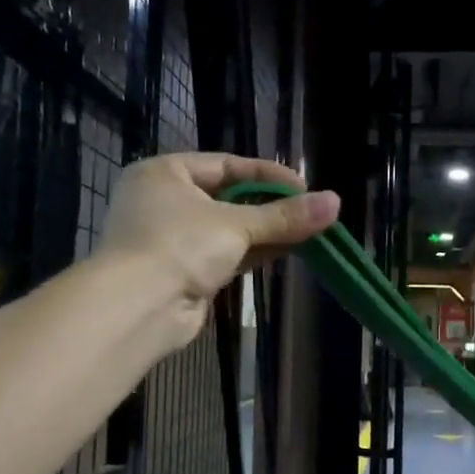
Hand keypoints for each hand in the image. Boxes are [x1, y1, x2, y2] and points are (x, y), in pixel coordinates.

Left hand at [100, 153, 338, 347]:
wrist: (138, 308)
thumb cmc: (180, 246)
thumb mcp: (236, 225)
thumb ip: (285, 216)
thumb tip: (336, 203)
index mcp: (164, 173)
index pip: (226, 165)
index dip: (267, 174)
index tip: (305, 187)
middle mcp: (163, 202)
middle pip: (228, 197)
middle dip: (270, 206)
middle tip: (310, 211)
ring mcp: (171, 239)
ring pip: (228, 229)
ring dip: (266, 231)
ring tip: (309, 231)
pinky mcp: (183, 272)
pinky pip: (224, 255)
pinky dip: (253, 253)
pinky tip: (287, 251)